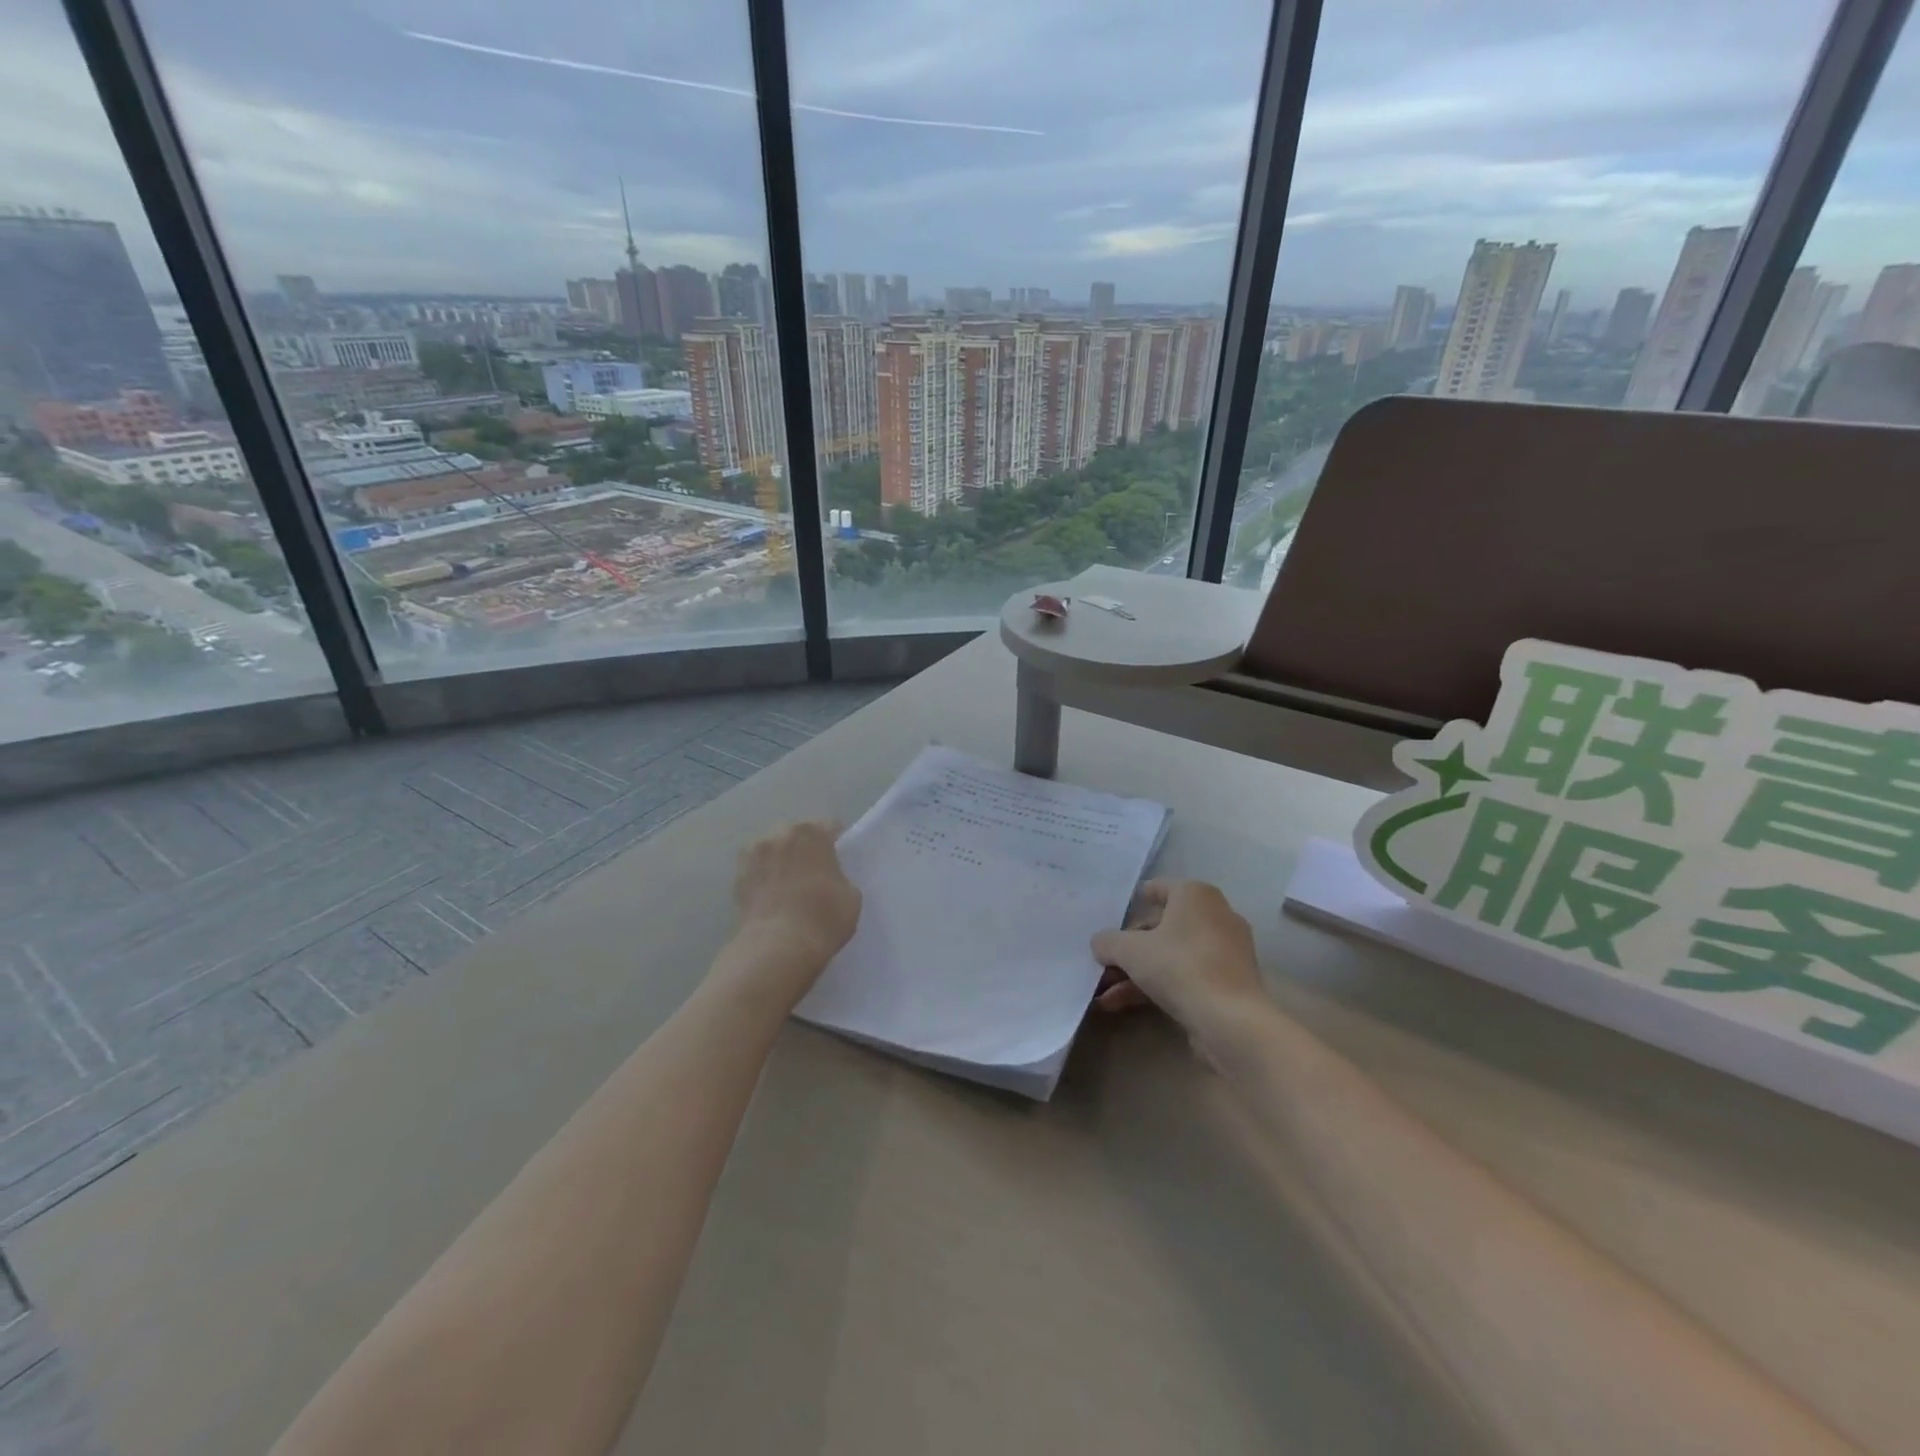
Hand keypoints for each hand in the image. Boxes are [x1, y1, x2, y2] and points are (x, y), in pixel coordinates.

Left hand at [732, 820, 861, 978]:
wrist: (778, 948)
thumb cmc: (823, 918)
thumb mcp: (851, 896)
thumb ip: (840, 876)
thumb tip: (829, 878)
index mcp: (812, 833)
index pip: (829, 826)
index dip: (836, 843)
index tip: (839, 860)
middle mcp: (779, 834)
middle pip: (797, 833)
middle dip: (805, 846)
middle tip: (813, 871)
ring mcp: (754, 854)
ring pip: (772, 848)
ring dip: (780, 858)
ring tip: (787, 882)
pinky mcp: (737, 876)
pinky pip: (756, 868)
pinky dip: (762, 876)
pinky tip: (770, 895)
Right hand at [1091, 879, 1264, 1034]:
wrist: (1230, 1020)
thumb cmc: (1179, 966)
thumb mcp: (1130, 950)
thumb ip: (1108, 942)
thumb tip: (1100, 943)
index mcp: (1195, 895)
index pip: (1159, 888)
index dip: (1133, 901)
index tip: (1112, 915)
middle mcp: (1214, 916)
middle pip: (1161, 927)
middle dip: (1128, 948)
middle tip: (1102, 963)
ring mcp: (1223, 952)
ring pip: (1170, 956)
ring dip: (1135, 973)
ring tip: (1103, 993)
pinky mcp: (1226, 983)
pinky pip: (1184, 976)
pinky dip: (1155, 987)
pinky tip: (1120, 1005)